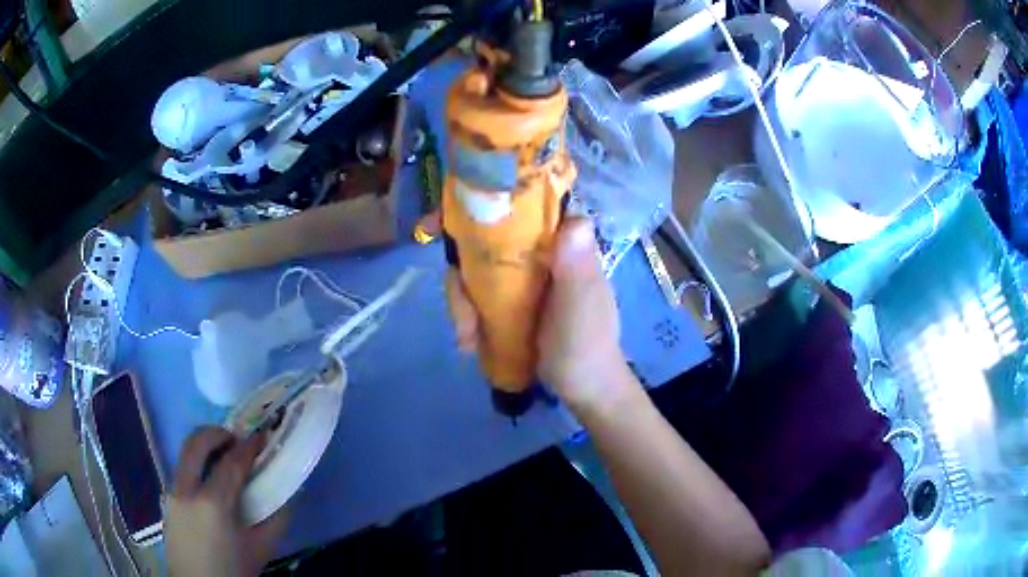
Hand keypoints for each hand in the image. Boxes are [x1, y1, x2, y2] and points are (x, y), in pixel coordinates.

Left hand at [166, 427, 287, 576]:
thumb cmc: (232, 571)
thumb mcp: (261, 549)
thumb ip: (276, 519)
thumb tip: (287, 493)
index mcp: (213, 504)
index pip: (231, 462)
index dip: (249, 446)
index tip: (262, 437)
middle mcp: (186, 490)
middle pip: (196, 443)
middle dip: (217, 433)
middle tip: (236, 440)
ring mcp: (171, 492)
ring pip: (185, 454)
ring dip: (205, 448)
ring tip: (224, 460)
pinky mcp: (166, 499)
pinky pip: (181, 471)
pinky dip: (197, 466)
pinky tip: (210, 485)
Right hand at [447, 218, 636, 409]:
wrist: (581, 388)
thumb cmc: (586, 346)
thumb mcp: (582, 308)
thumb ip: (578, 267)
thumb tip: (575, 221)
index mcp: (560, 242)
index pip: (519, 207)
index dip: (481, 205)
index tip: (441, 223)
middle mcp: (536, 251)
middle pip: (483, 241)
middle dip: (462, 275)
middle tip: (461, 317)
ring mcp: (519, 277)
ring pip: (474, 270)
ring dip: (462, 303)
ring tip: (468, 337)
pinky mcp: (506, 300)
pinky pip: (475, 295)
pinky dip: (466, 316)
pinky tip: (470, 342)